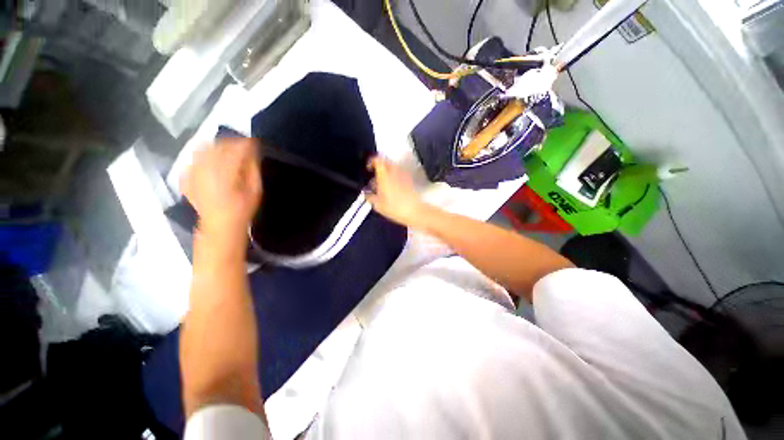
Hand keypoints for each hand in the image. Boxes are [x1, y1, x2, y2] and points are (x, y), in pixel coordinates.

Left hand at [181, 138, 261, 242]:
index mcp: (225, 173)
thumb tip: (251, 153)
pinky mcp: (186, 176)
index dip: (246, 143)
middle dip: (231, 142)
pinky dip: (203, 155)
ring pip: (203, 149)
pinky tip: (211, 160)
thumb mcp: (255, 190)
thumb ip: (252, 169)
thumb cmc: (242, 208)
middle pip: (217, 146)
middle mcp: (205, 169)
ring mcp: (193, 172)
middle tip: (242, 145)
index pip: (235, 150)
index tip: (255, 142)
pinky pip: (193, 158)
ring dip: (216, 146)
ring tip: (227, 150)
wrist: (219, 224)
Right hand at [365, 157, 427, 227]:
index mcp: (384, 174)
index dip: (371, 161)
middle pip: (385, 163)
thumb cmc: (395, 207)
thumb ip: (369, 197)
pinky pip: (400, 175)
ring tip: (382, 186)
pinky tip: (392, 190)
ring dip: (387, 174)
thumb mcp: (377, 205)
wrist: (415, 211)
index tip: (368, 168)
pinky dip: (394, 179)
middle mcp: (395, 171)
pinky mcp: (410, 181)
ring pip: (393, 169)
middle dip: (379, 169)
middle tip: (374, 178)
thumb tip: (366, 194)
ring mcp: (404, 175)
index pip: (377, 160)